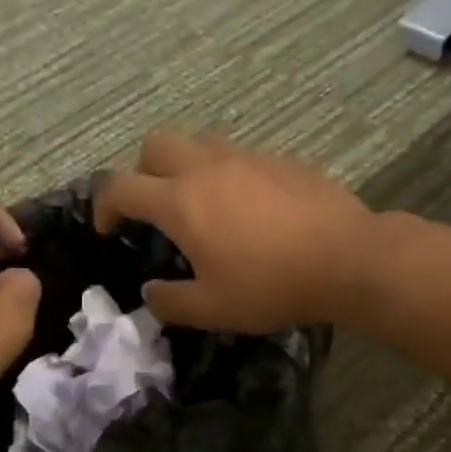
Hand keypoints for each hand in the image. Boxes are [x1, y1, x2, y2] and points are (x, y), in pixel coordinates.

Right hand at [94, 129, 376, 331]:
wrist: (346, 258)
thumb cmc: (271, 285)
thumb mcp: (212, 309)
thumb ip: (170, 302)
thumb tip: (150, 293)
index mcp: (181, 202)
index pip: (121, 187)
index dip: (104, 205)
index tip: (106, 227)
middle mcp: (208, 167)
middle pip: (155, 144)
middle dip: (141, 171)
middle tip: (153, 207)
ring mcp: (247, 157)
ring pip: (199, 142)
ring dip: (185, 166)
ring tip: (201, 205)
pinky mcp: (281, 160)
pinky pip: (239, 156)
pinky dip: (227, 174)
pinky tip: (248, 209)